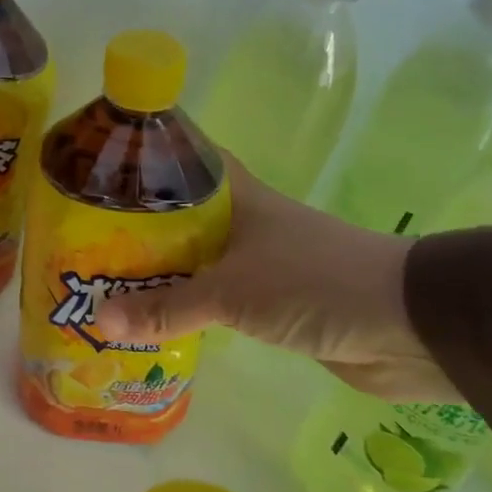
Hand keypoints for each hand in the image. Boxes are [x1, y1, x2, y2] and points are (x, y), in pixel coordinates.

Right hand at [94, 158, 458, 403]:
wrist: (408, 330)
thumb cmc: (315, 285)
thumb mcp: (232, 292)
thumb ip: (166, 307)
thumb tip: (98, 318)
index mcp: (238, 198)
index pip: (184, 162)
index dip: (146, 162)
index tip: (99, 172)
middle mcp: (244, 224)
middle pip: (180, 218)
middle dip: (138, 229)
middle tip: (83, 240)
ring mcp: (259, 265)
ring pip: (196, 261)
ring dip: (159, 273)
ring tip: (104, 281)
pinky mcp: (271, 304)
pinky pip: (215, 301)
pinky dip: (186, 308)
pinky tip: (152, 320)